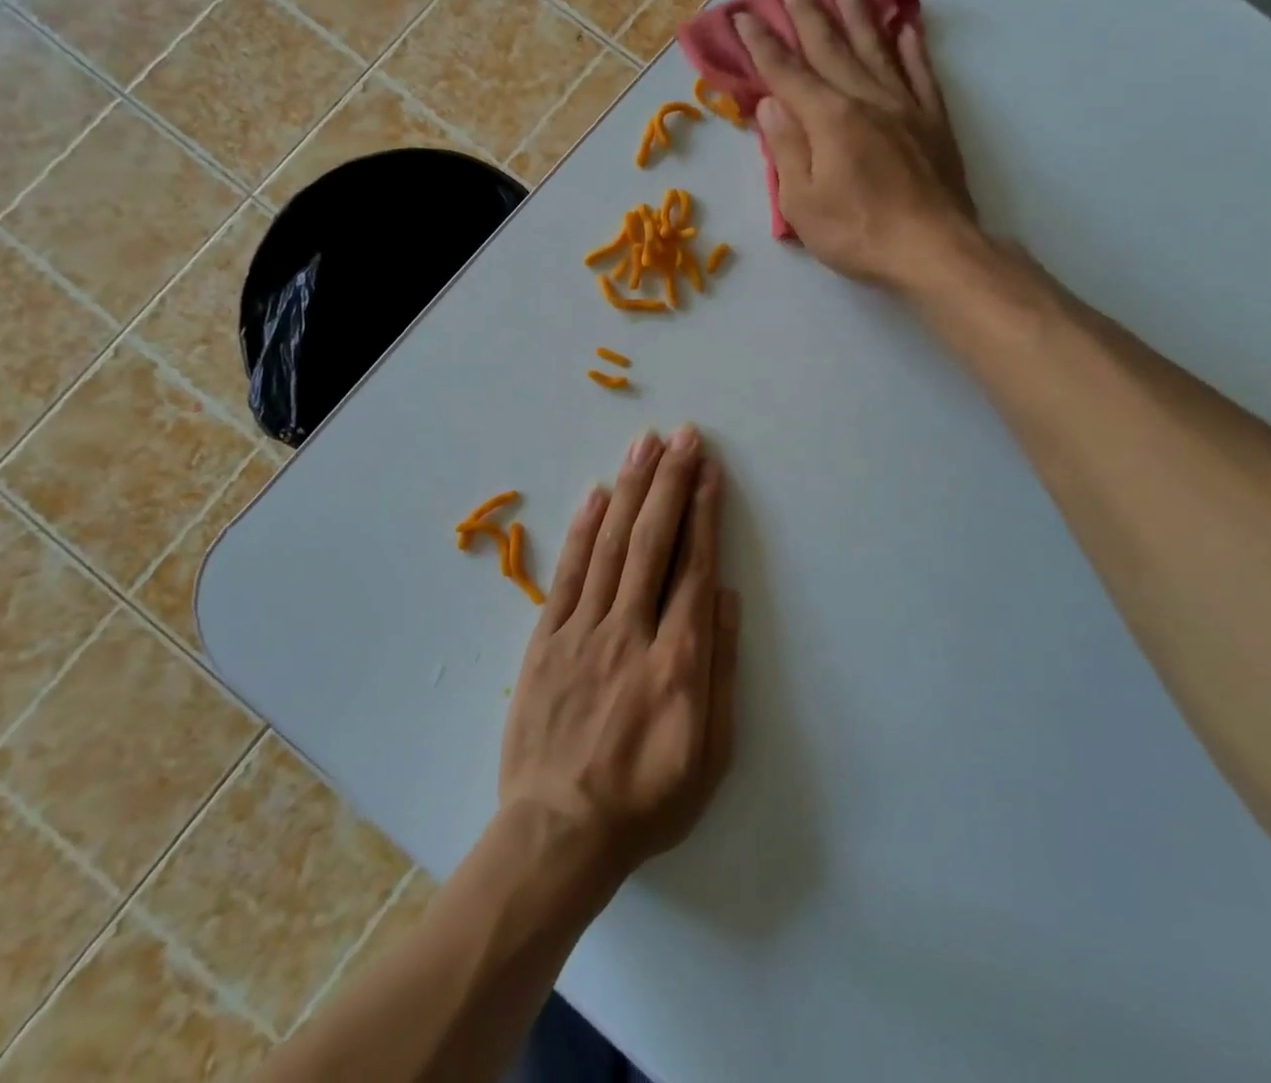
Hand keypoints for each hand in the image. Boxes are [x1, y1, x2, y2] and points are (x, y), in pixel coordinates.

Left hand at [499, 426, 738, 886]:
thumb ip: (721, 668)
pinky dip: (584, 529)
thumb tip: (725, 596)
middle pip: (653, 541)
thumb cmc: (647, 800)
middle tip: (683, 436)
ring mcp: (582, 631)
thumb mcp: (711, 753)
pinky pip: (568, 574)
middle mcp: (630, 632)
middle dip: (670, 482)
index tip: (708, 469)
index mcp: (678, 660)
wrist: (559, 833)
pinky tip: (598, 493)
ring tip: (645, 445)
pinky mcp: (545, 640)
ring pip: (612, 545)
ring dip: (631, 490)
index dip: (703, 511)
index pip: (694, 566)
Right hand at [736, 0, 977, 287]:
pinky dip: (911, 48)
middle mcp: (866, 99)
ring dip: (858, 16)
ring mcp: (905, 106)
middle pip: (831, 48)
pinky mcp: (934, 121)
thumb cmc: (857, 232)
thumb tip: (771, 103)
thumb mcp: (802, 203)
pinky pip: (920, 73)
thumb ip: (786, 149)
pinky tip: (906, 28)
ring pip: (877, 50)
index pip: (787, 73)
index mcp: (829, 119)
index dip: (763, 44)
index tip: (745, 16)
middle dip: (807, 15)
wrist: (932, 248)